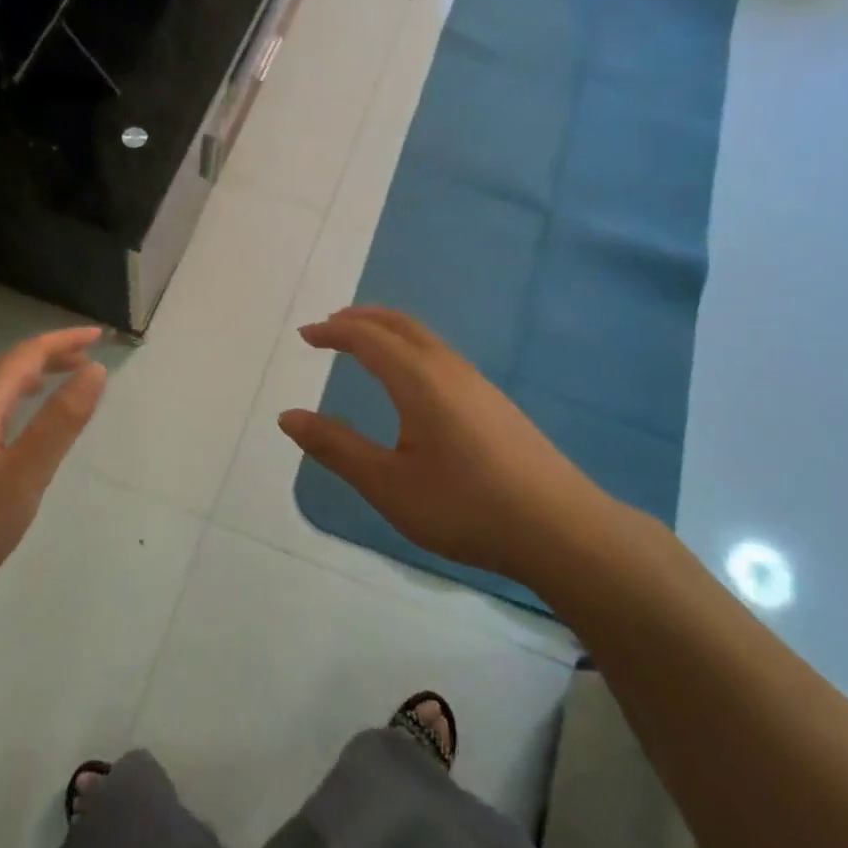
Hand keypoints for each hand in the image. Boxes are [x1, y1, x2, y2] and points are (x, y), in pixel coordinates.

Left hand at [0, 328, 106, 650]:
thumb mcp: (21, 480)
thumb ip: (59, 423)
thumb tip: (94, 369)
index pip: (25, 355)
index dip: (63, 341)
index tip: (100, 336)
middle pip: (0, 366)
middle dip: (44, 357)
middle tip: (81, 362)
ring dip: (18, 379)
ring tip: (47, 387)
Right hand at [278, 307, 617, 585]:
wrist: (560, 529)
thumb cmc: (464, 507)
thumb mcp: (387, 484)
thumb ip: (336, 447)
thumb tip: (287, 417)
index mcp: (419, 380)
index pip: (367, 338)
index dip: (333, 332)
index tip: (305, 335)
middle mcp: (449, 369)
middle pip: (400, 325)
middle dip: (361, 319)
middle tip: (330, 326)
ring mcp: (478, 384)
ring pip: (425, 339)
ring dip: (388, 331)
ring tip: (363, 345)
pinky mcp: (495, 404)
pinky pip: (441, 356)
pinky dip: (410, 349)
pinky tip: (411, 381)